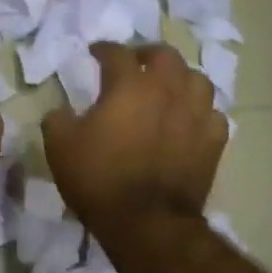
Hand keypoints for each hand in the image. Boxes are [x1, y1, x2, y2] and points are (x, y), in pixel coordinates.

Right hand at [44, 43, 226, 240]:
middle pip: (165, 56)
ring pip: (197, 80)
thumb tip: (62, 111)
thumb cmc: (99, 178)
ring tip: (168, 88)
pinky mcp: (213, 142)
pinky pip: (212, 114)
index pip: (117, 53)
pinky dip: (200, 112)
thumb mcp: (60, 146)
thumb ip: (58, 119)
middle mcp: (167, 90)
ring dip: (180, 78)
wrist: (147, 223)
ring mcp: (196, 115)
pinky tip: (189, 120)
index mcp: (129, 85)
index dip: (103, 49)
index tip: (94, 53)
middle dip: (148, 54)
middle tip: (135, 63)